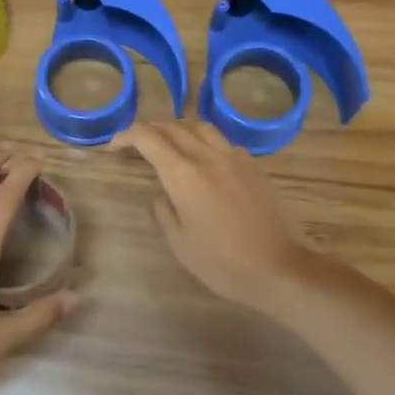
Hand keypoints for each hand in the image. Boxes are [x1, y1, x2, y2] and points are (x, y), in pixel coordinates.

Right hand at [110, 121, 316, 311]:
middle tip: (134, 144)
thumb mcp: (180, 243)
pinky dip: (203, 141)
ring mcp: (234, 158)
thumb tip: (161, 194)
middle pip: (173, 127)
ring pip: (200, 127)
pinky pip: (221, 141)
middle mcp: (208, 156)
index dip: (127, 136)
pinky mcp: (253, 167)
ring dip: (177, 129)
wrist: (281, 268)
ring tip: (167, 144)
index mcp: (184, 174)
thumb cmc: (223, 262)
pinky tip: (202, 160)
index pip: (148, 138)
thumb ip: (164, 212)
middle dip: (149, 130)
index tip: (114, 147)